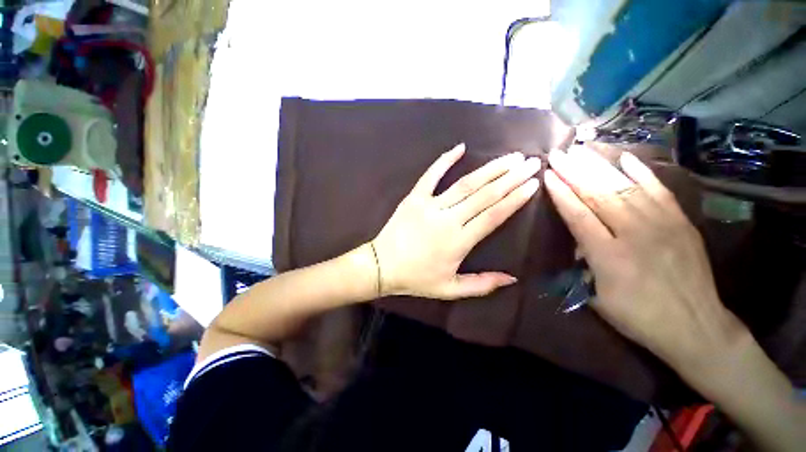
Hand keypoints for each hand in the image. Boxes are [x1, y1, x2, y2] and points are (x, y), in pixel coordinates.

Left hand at [372, 143, 540, 299]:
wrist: (381, 266)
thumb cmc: (416, 278)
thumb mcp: (450, 289)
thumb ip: (482, 284)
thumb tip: (512, 279)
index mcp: (458, 242)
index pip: (493, 216)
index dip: (515, 199)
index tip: (532, 184)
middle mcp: (448, 219)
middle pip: (484, 195)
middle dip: (510, 178)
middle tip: (530, 163)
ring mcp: (429, 205)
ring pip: (464, 184)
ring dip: (489, 169)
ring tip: (510, 157)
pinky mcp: (414, 197)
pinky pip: (430, 175)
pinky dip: (445, 160)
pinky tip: (460, 147)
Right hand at [544, 146, 743, 367]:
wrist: (696, 326)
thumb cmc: (638, 316)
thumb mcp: (597, 298)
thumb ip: (584, 264)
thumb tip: (578, 241)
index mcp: (609, 256)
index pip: (579, 215)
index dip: (561, 193)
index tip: (548, 175)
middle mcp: (635, 234)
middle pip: (599, 195)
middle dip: (575, 172)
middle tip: (558, 154)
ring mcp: (662, 224)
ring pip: (625, 187)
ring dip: (599, 166)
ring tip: (581, 150)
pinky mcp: (681, 222)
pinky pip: (659, 190)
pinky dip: (641, 172)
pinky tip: (625, 158)